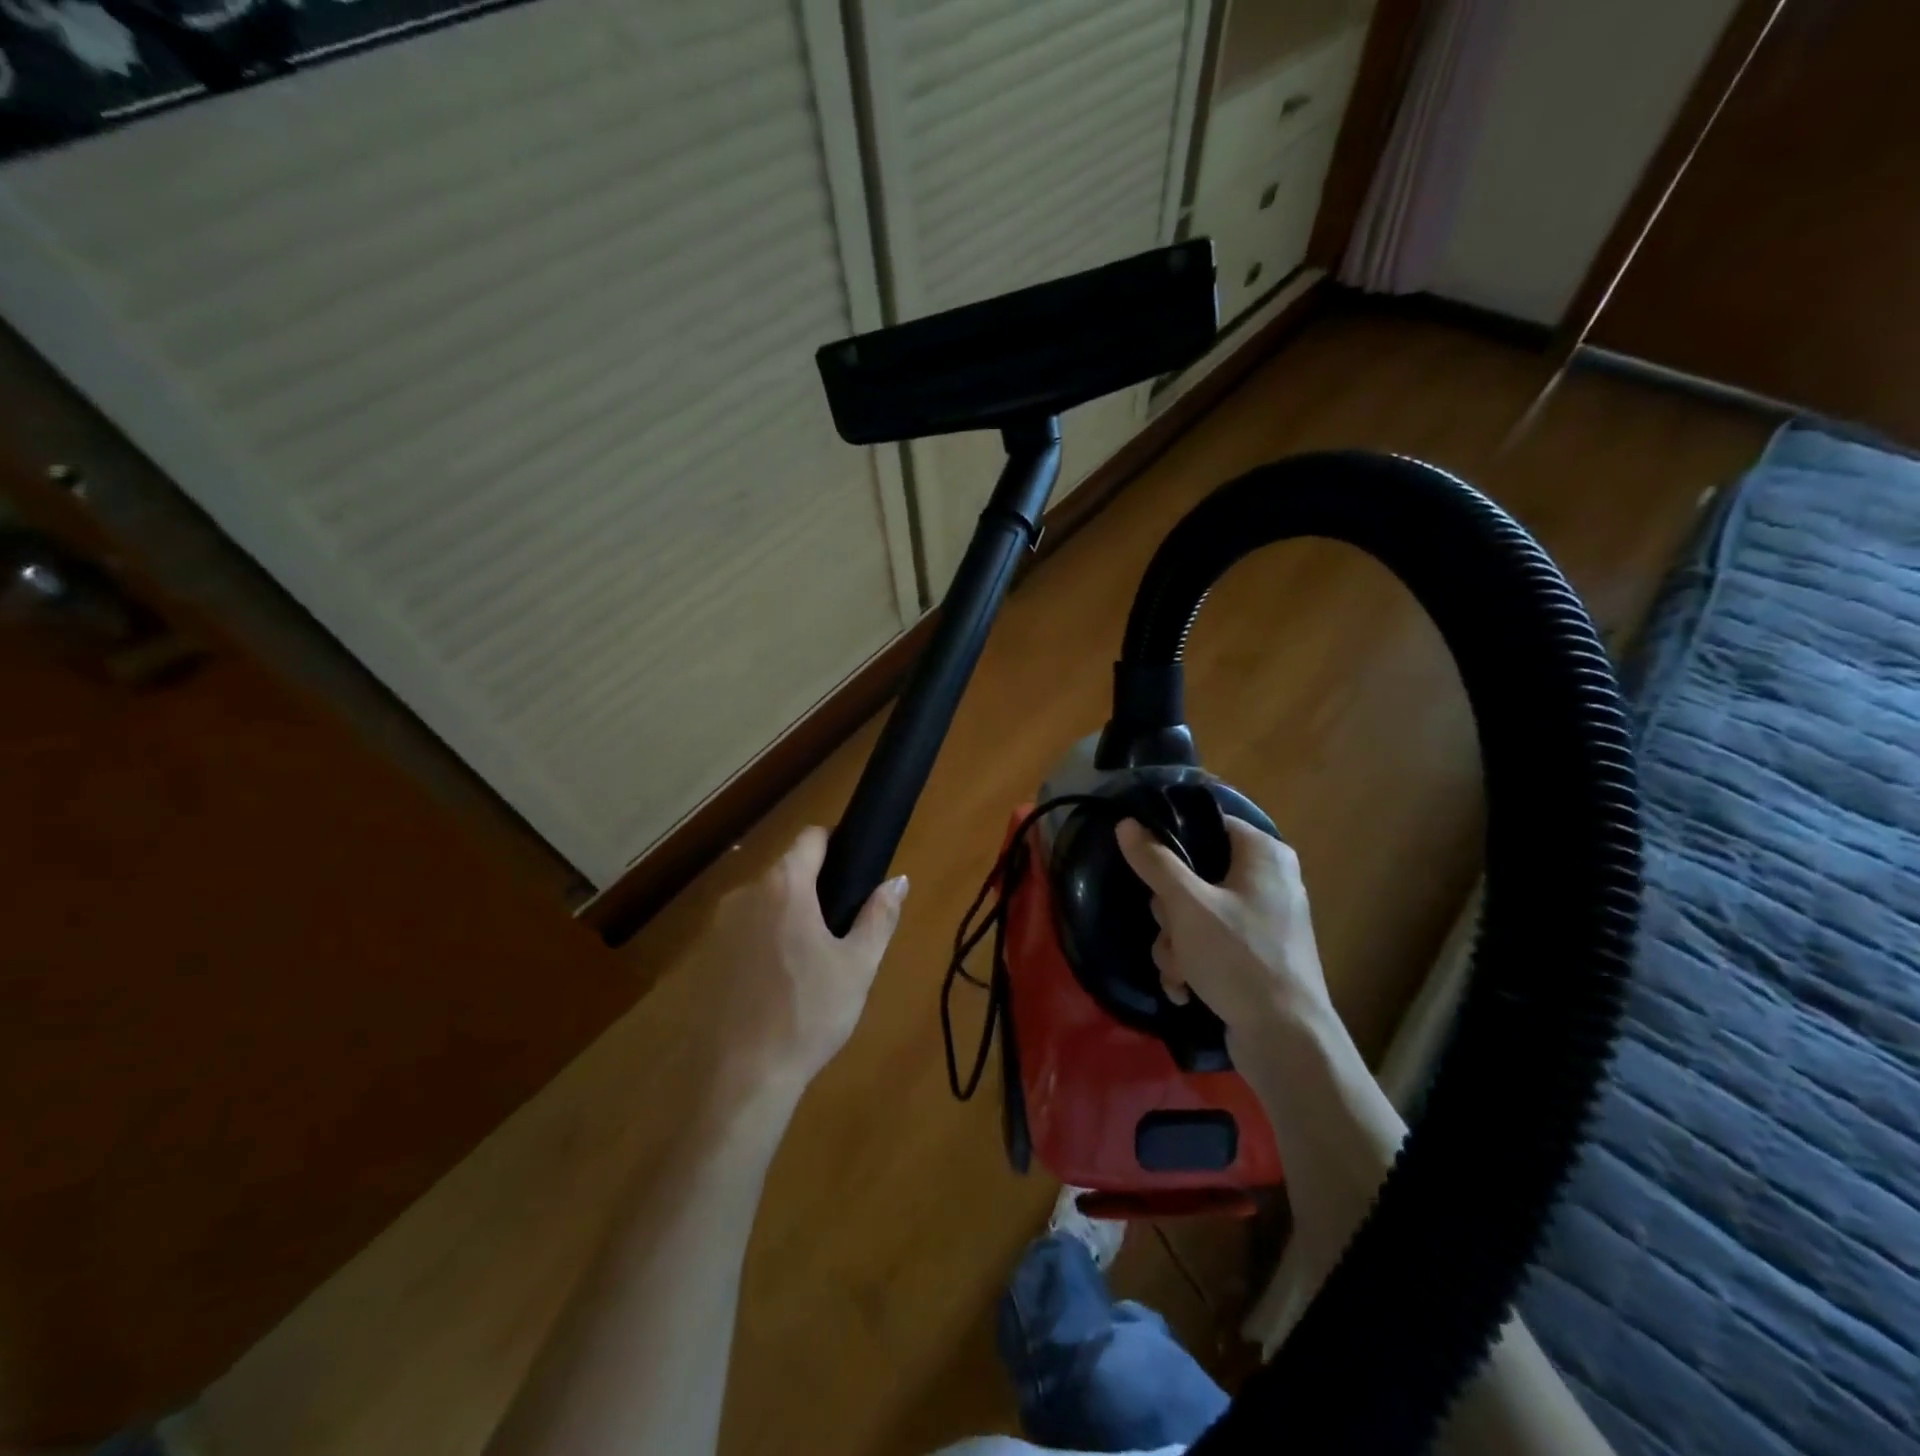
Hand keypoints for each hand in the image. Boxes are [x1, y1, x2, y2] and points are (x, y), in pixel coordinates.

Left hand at [703, 827, 907, 1093]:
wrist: (740, 1079)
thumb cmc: (808, 1014)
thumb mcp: (858, 965)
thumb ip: (879, 916)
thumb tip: (898, 880)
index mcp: (784, 886)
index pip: (811, 838)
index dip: (835, 845)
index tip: (853, 872)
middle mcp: (744, 894)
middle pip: (787, 872)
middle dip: (814, 890)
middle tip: (839, 932)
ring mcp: (718, 927)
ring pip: (764, 905)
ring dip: (787, 919)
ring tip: (810, 964)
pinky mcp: (703, 959)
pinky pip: (743, 934)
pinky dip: (762, 945)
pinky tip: (776, 986)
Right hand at [1115, 817, 1330, 1041]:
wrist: (1287, 1041)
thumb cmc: (1239, 958)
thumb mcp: (1187, 905)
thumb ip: (1155, 861)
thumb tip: (1127, 824)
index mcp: (1263, 854)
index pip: (1207, 824)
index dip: (1172, 840)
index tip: (1147, 864)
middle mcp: (1267, 880)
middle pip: (1194, 875)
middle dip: (1169, 913)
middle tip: (1170, 931)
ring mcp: (1263, 920)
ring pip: (1195, 914)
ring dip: (1175, 944)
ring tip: (1178, 971)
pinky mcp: (1257, 955)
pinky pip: (1211, 944)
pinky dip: (1193, 964)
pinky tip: (1185, 990)